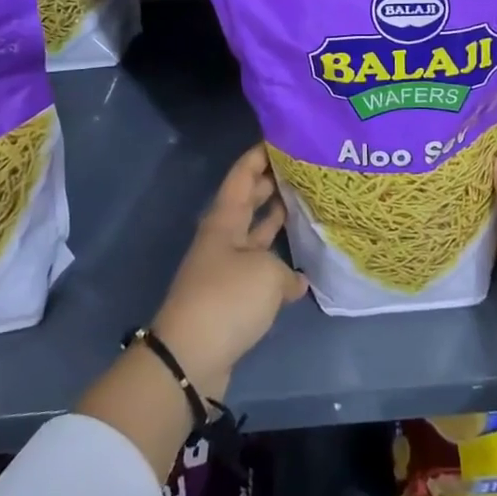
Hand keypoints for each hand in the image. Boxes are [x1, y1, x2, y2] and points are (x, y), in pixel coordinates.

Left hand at [152, 145, 307, 401]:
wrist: (190, 357)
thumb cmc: (226, 299)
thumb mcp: (266, 274)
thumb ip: (286, 271)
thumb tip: (293, 281)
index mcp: (224, 220)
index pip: (242, 175)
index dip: (259, 154)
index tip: (282, 138)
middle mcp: (224, 238)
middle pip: (248, 201)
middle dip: (271, 183)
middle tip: (302, 168)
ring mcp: (227, 267)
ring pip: (255, 234)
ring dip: (276, 220)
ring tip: (306, 205)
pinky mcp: (232, 297)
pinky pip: (259, 267)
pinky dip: (279, 263)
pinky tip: (303, 268)